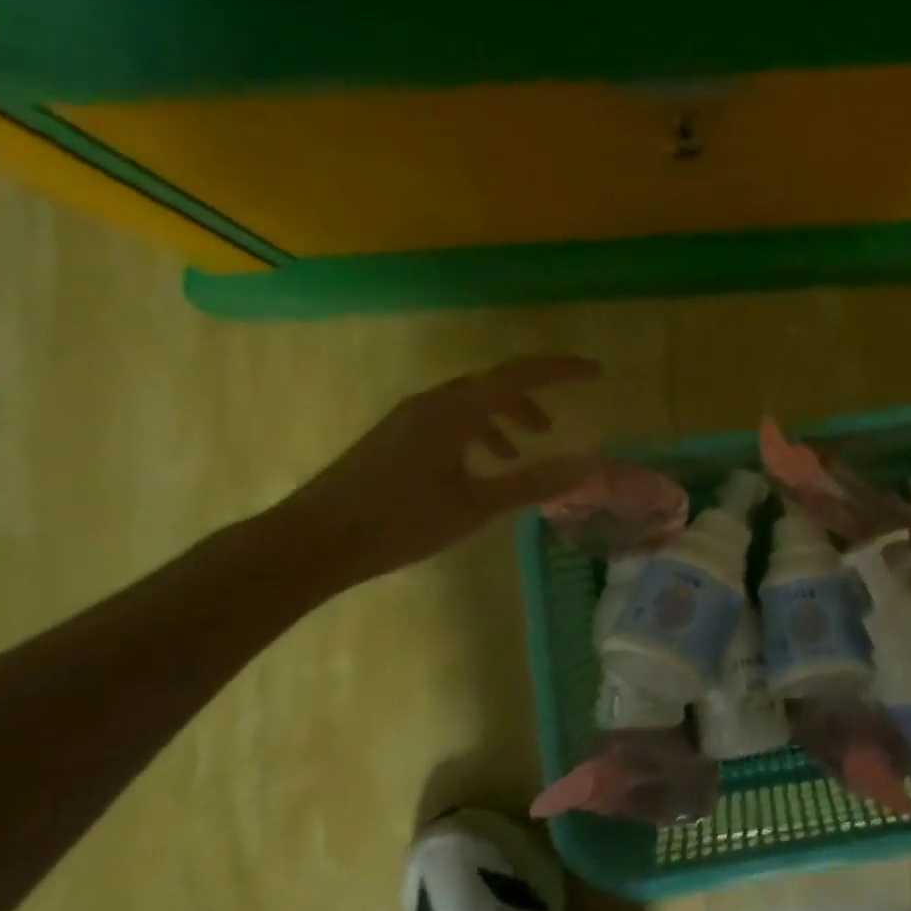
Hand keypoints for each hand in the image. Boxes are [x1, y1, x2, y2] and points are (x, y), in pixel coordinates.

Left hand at [275, 356, 602, 585]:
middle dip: (532, 398)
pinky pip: (450, 419)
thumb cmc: (400, 520)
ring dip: (503, 417)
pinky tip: (480, 467)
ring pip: (470, 403)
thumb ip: (533, 482)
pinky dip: (477, 432)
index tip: (597, 373)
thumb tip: (586, 465)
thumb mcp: (476, 506)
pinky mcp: (396, 436)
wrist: (314, 540)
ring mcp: (410, 418)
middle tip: (557, 426)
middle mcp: (433, 402)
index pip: (520, 375)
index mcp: (455, 410)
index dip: (561, 370)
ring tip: (523, 450)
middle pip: (494, 384)